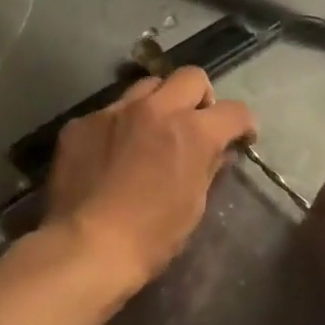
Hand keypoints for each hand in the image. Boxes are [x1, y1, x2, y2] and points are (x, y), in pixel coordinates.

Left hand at [44, 67, 255, 295]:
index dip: (243, 124)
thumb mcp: (193, 205)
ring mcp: (114, 112)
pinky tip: (111, 155)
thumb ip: (208, 168)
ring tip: (151, 132)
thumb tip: (220, 152)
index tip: (240, 138)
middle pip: (190, 77)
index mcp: (193, 131)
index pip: (234, 111)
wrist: (87, 247)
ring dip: (158, 104)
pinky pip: (108, 113)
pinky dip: (119, 127)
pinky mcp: (80, 124)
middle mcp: (155, 109)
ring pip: (147, 86)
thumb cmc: (152, 236)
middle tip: (195, 124)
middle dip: (201, 97)